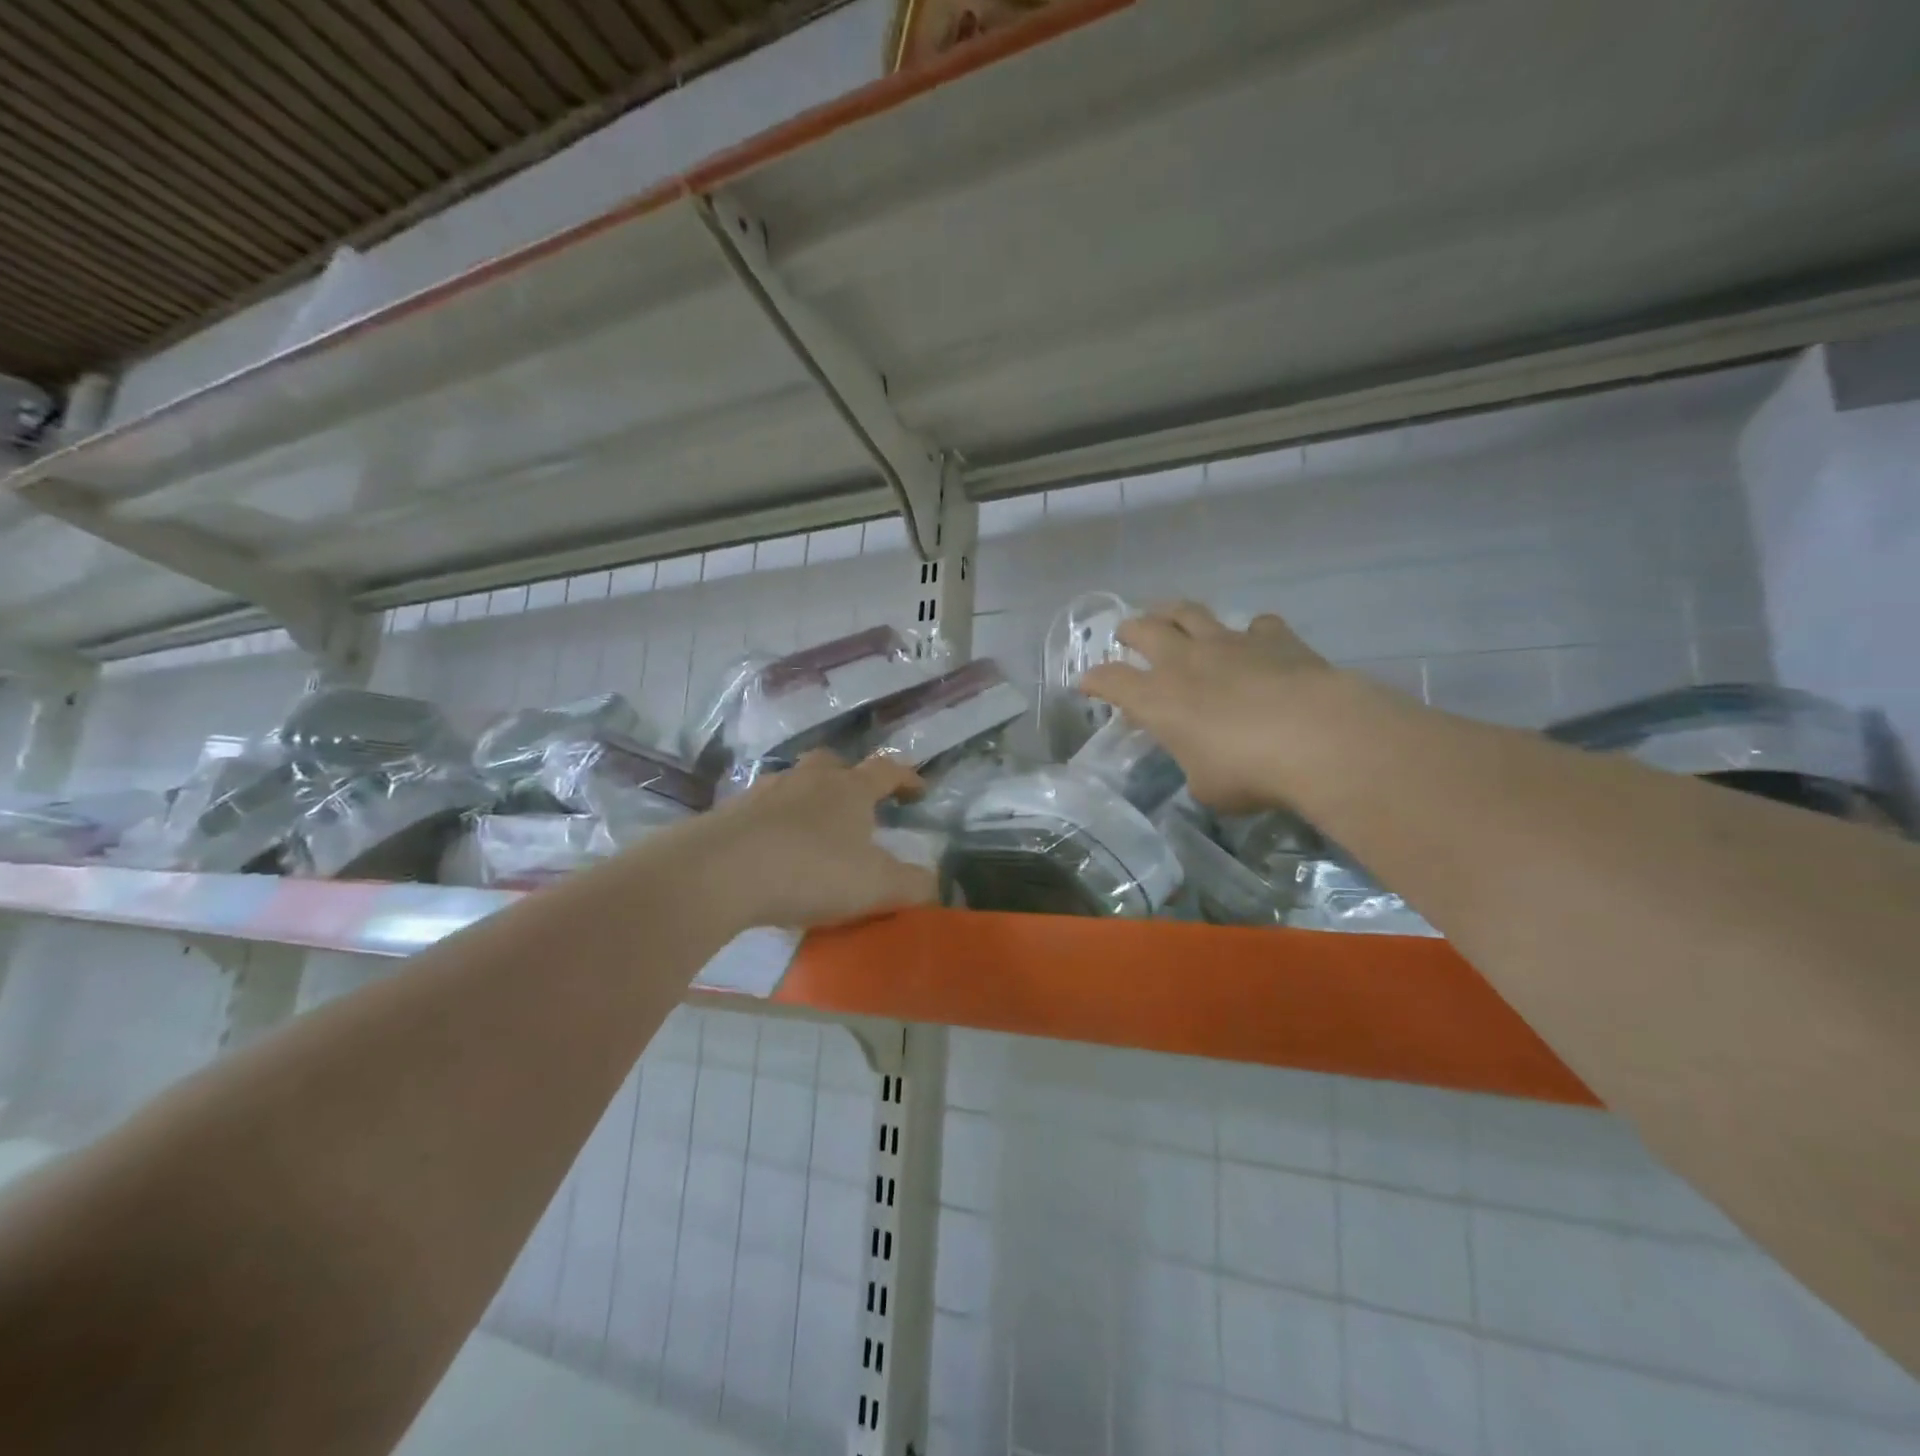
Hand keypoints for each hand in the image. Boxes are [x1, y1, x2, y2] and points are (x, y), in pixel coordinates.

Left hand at [688, 751, 938, 929]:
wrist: (720, 871)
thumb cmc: (811, 870)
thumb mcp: (876, 886)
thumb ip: (913, 885)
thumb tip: (934, 883)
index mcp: (849, 789)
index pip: (886, 771)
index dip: (906, 778)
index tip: (919, 790)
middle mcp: (808, 779)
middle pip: (832, 764)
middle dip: (848, 778)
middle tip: (856, 803)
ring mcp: (764, 791)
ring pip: (793, 784)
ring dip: (806, 801)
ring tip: (811, 832)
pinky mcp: (729, 813)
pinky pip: (760, 811)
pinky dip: (773, 825)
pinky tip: (771, 851)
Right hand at [1080, 602, 1339, 812]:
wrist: (1315, 737)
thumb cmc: (1248, 771)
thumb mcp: (1207, 786)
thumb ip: (1195, 767)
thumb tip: (1203, 764)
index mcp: (1158, 699)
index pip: (1111, 680)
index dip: (1094, 680)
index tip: (1086, 683)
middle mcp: (1185, 661)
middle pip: (1144, 630)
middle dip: (1129, 630)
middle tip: (1126, 633)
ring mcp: (1229, 643)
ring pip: (1189, 612)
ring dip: (1172, 611)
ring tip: (1168, 614)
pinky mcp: (1274, 638)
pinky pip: (1256, 625)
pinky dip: (1250, 633)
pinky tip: (1255, 641)